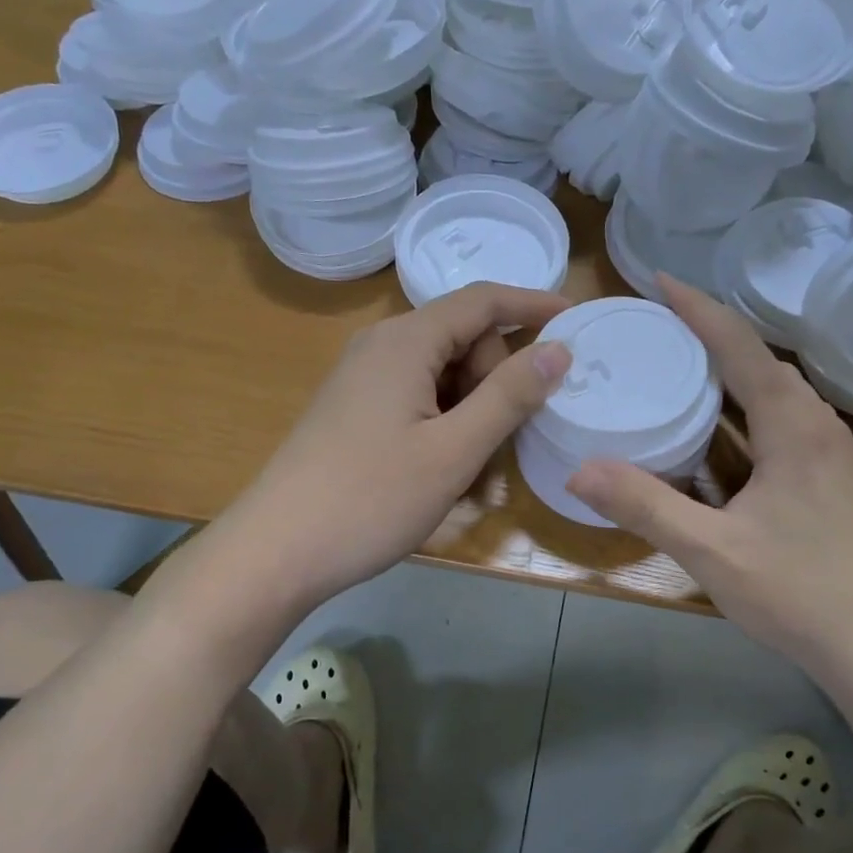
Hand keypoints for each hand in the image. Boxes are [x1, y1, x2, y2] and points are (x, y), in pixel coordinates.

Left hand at [230, 282, 571, 611]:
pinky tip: (441, 468)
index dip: (531, 303)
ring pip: (442, 372)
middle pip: (463, 337)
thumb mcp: (454, 450)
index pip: (482, 300)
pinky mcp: (355, 408)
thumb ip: (509, 395)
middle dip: (495, 377)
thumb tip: (557, 348)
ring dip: (471, 409)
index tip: (576, 319)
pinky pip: (417, 396)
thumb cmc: (371, 498)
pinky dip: (444, 421)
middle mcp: (381, 345)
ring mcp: (363, 378)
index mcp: (405, 341)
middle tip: (500, 439)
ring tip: (469, 466)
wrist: (276, 551)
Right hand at [566, 275, 852, 673]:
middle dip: (709, 334)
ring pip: (773, 393)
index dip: (698, 308)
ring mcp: (830, 454)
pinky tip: (716, 432)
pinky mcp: (830, 481)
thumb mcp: (713, 551)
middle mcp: (817, 425)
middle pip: (759, 361)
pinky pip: (780, 423)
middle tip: (655, 325)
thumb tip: (578, 469)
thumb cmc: (802, 594)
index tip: (658, 279)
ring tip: (678, 365)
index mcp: (794, 425)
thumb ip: (645, 506)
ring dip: (728, 372)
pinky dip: (742, 410)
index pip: (739, 345)